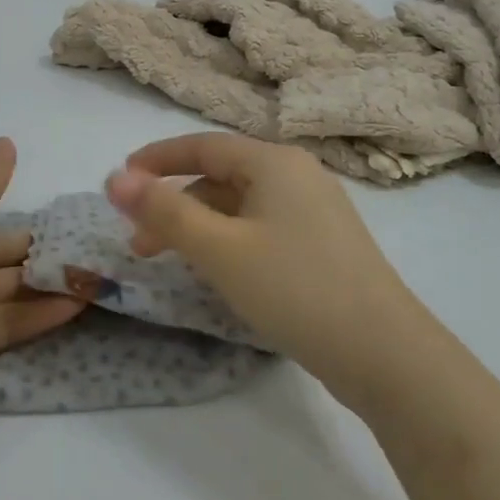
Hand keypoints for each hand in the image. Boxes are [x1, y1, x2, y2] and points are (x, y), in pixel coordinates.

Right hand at [105, 134, 427, 406]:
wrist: (385, 354)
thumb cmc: (295, 288)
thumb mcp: (220, 249)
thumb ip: (164, 212)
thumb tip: (115, 178)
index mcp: (274, 162)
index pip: (203, 145)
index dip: (157, 159)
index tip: (121, 178)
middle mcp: (297, 175)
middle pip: (220, 177)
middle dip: (174, 204)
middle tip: (138, 242)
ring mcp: (315, 211)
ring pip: (241, 206)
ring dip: (200, 227)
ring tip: (171, 263)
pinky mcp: (324, 245)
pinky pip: (262, 228)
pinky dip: (229, 241)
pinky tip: (218, 272)